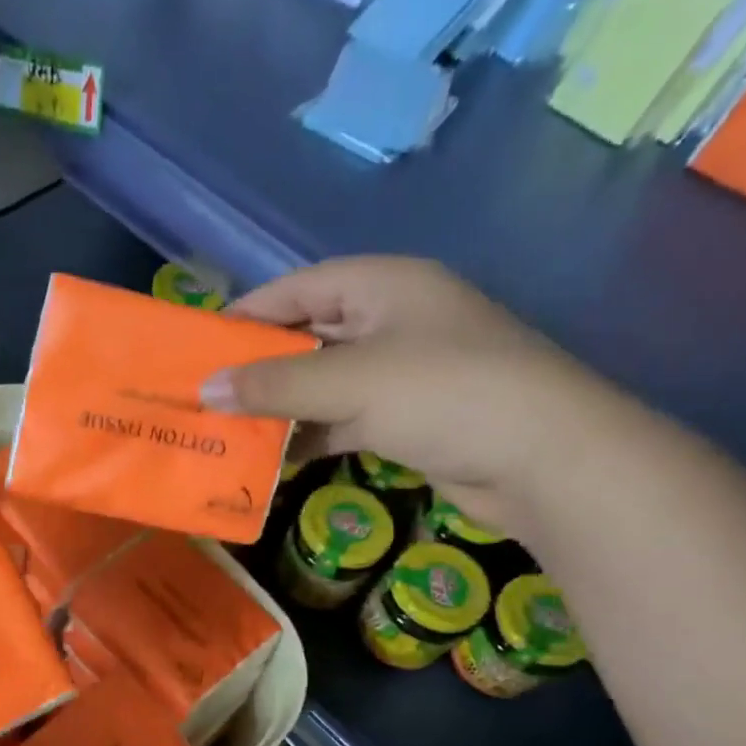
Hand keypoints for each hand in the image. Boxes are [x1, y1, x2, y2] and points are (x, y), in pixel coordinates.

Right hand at [201, 257, 617, 532]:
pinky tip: (274, 458)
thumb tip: (205, 391)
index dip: (247, 313)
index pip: (298, 287)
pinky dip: (312, 435)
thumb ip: (275, 385)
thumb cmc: (445, 394)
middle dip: (259, 367)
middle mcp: (392, 320)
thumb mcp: (351, 382)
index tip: (199, 345)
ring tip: (228, 430)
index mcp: (384, 285)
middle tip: (206, 394)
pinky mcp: (410, 418)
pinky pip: (345, 418)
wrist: (547, 460)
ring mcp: (404, 372)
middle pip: (308, 335)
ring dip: (282, 407)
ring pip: (324, 383)